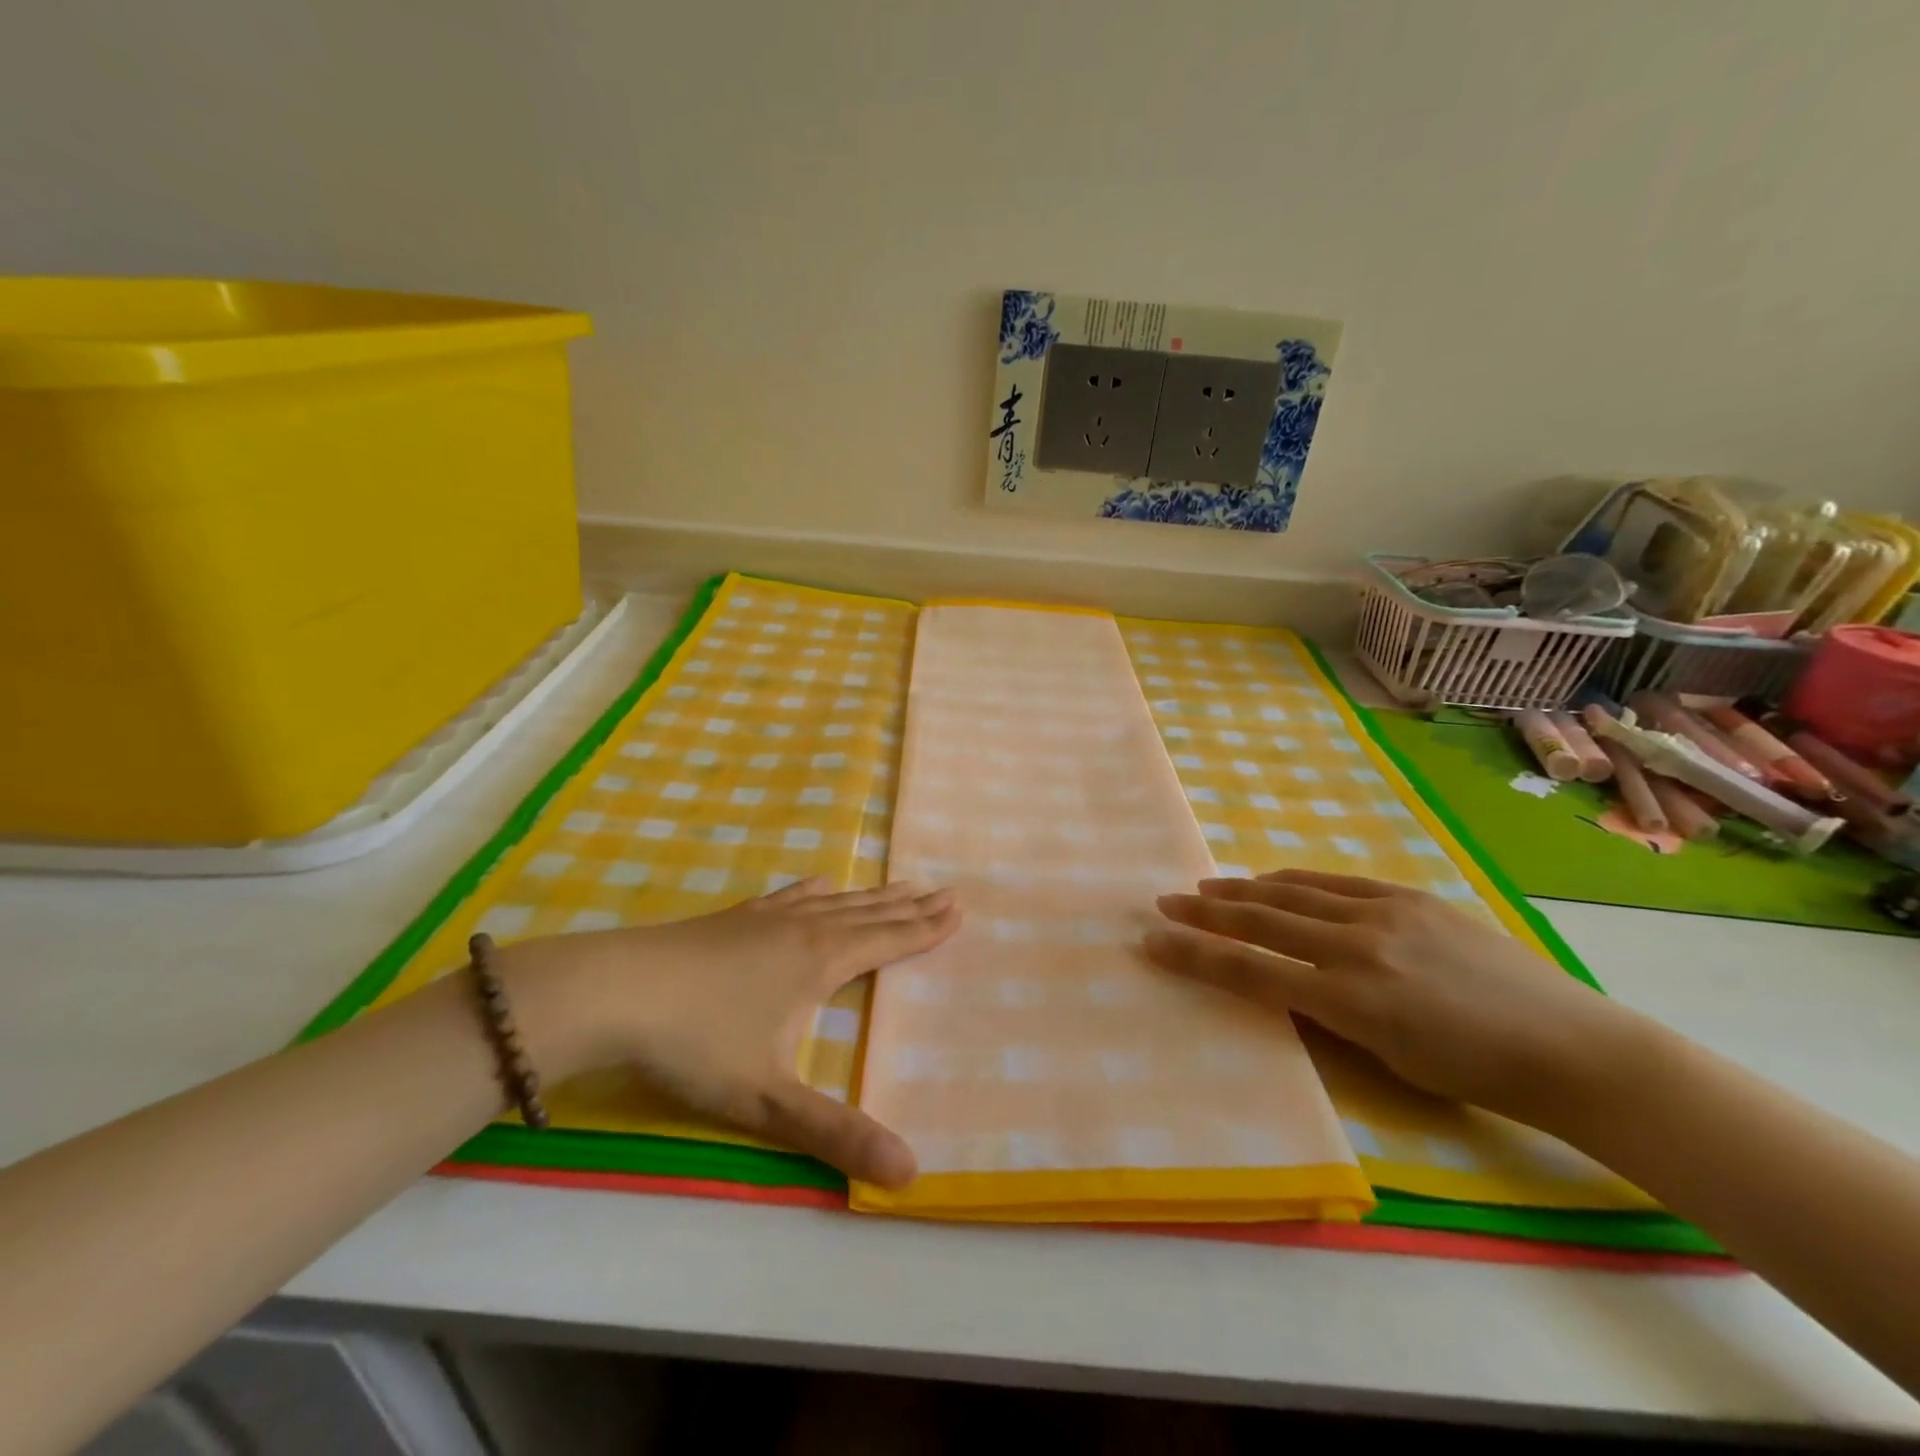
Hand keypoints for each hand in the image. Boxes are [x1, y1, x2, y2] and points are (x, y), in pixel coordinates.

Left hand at [500, 878, 958, 1187]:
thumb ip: (835, 1135)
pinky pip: (790, 895)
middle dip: (909, 905)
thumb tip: (910, 1173)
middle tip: (944, 888)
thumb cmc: (697, 1042)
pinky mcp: (734, 918)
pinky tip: (819, 881)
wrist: (615, 990)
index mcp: (820, 963)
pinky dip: (814, 888)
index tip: (957, 908)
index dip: (925, 928)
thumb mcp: (768, 1100)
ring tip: (899, 883)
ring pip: (834, 901)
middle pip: (869, 914)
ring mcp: (766, 919)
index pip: (887, 941)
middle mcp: (803, 930)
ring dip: (871, 894)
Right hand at [1145, 869, 1633, 1123]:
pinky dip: (1293, 881)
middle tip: (1165, 902)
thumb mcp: (1387, 1061)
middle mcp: (1356, 948)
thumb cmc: (1475, 1075)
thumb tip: (1285, 985)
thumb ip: (1328, 1017)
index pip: (1249, 971)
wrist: (1570, 1047)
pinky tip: (1271, 880)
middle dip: (1205, 913)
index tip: (1152, 941)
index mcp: (1349, 1001)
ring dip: (1242, 890)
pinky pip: (1334, 882)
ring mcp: (1384, 914)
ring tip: (1205, 888)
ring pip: (1292, 894)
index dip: (1194, 956)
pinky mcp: (1409, 896)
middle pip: (1260, 921)